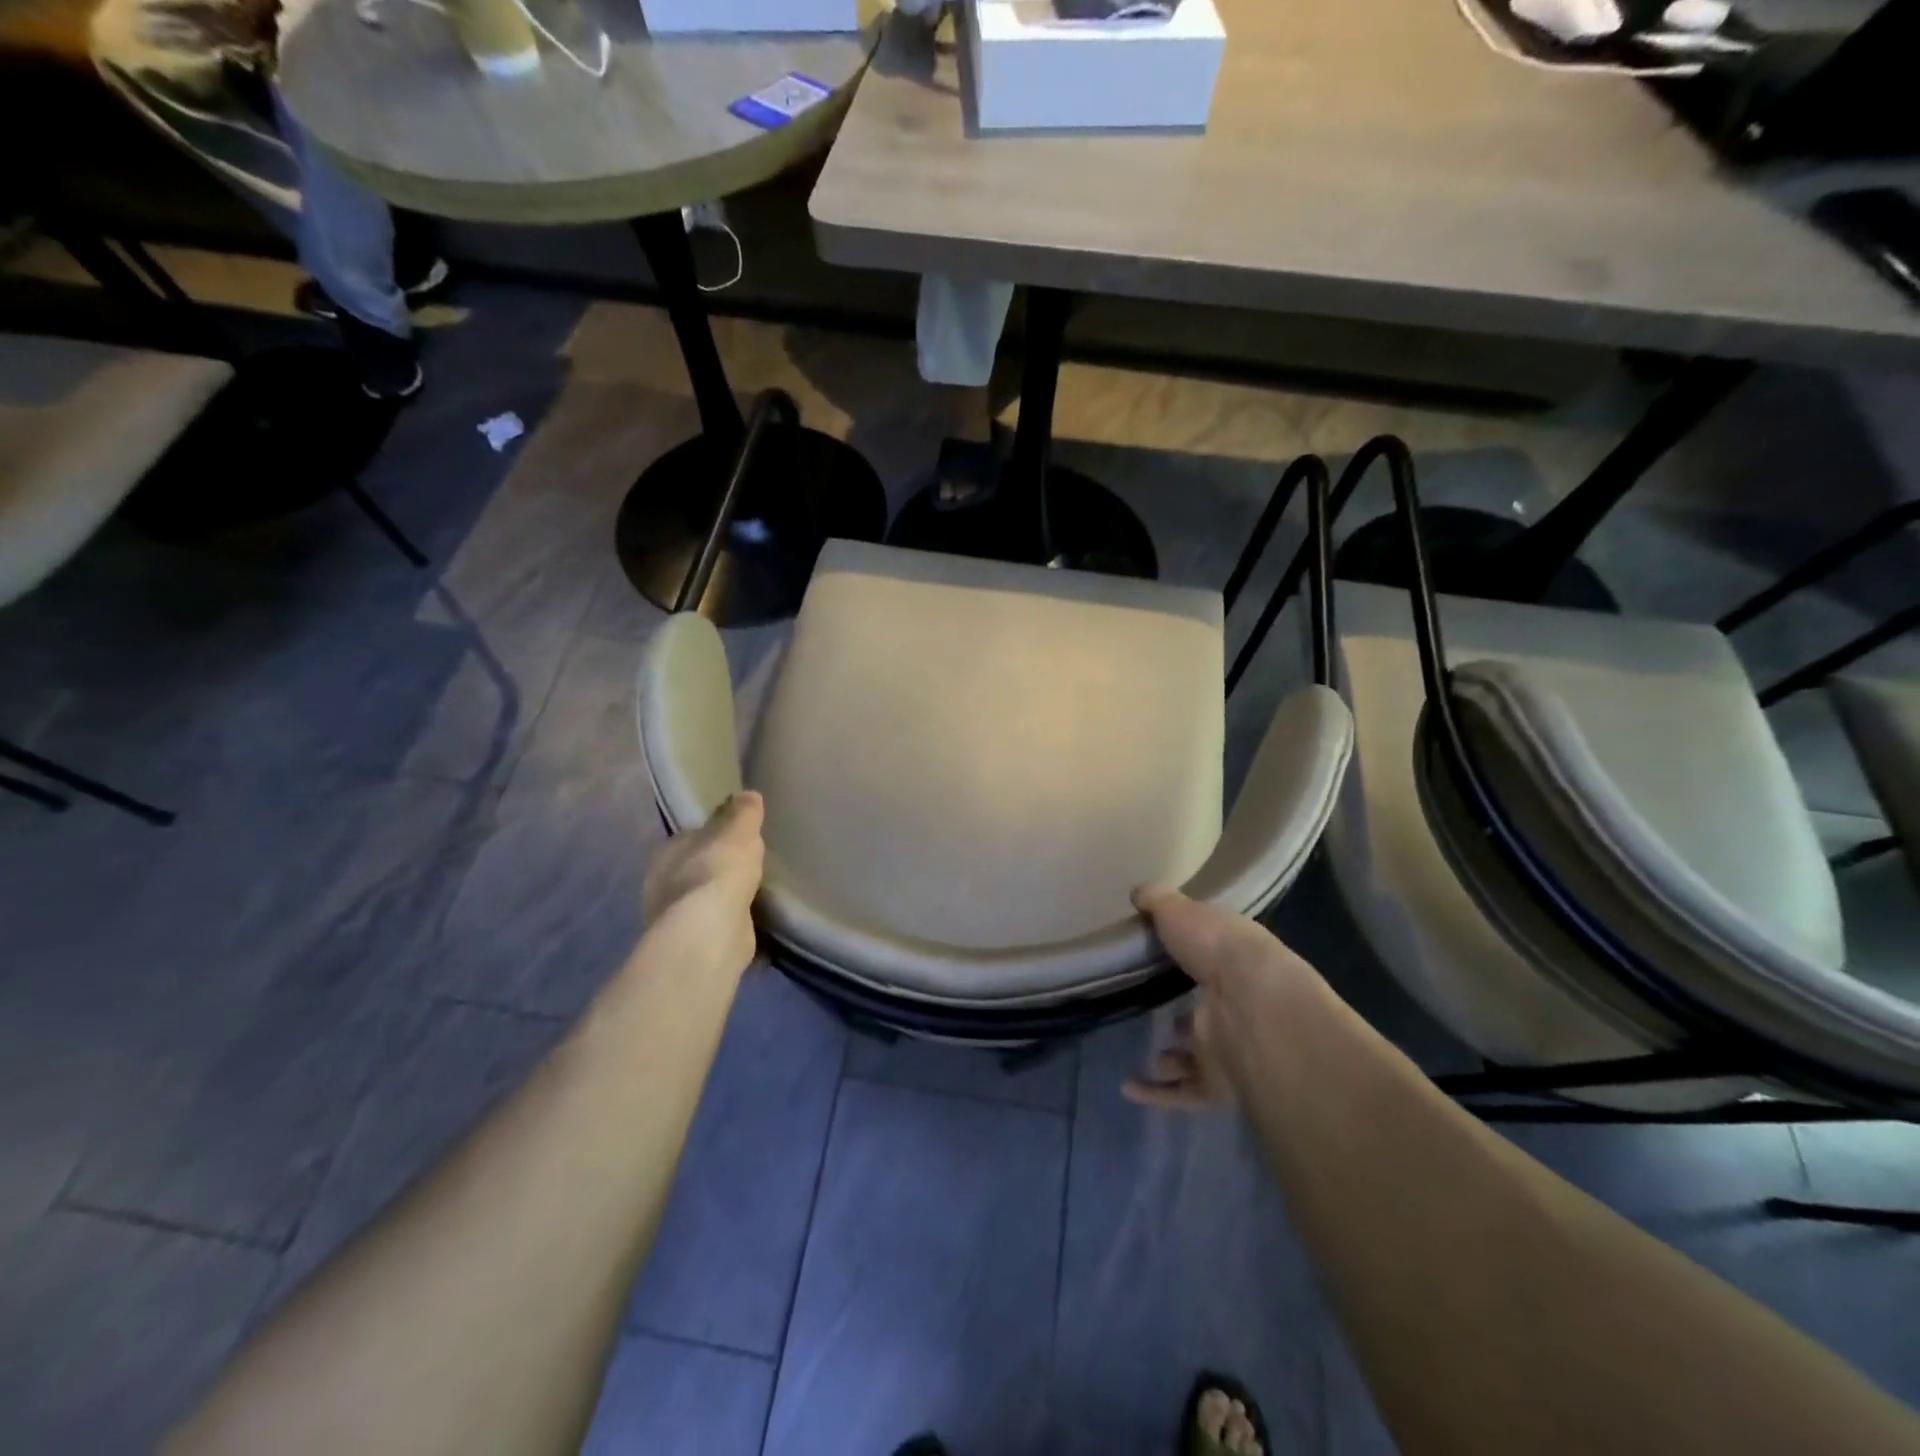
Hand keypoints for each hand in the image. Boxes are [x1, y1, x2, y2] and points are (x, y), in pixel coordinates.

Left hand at [642, 792, 766, 977]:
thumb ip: (744, 813)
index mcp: (669, 851)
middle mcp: (663, 884)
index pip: (691, 837)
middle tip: (747, 865)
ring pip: (703, 901)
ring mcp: (676, 918)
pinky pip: (717, 927)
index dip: (712, 835)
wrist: (711, 931)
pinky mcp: (694, 945)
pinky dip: (732, 925)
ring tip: (753, 895)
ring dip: (722, 899)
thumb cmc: (719, 869)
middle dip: (716, 868)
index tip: (734, 836)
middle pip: (694, 869)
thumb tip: (748, 794)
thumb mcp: (739, 831)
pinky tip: (753, 924)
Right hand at [1123, 886, 1318, 1110]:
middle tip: (1156, 1009)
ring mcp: (1229, 1046)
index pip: (1213, 959)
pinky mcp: (1218, 1083)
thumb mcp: (1182, 911)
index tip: (1164, 956)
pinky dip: (1159, 1092)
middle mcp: (1237, 1004)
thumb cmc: (1218, 949)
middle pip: (1207, 1010)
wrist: (1253, 1007)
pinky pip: (1185, 1091)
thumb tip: (1140, 891)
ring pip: (1199, 1056)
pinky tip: (1129, 1087)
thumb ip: (1159, 902)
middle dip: (1185, 1014)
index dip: (1192, 958)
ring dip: (1175, 1057)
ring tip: (1151, 1050)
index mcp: (1235, 960)